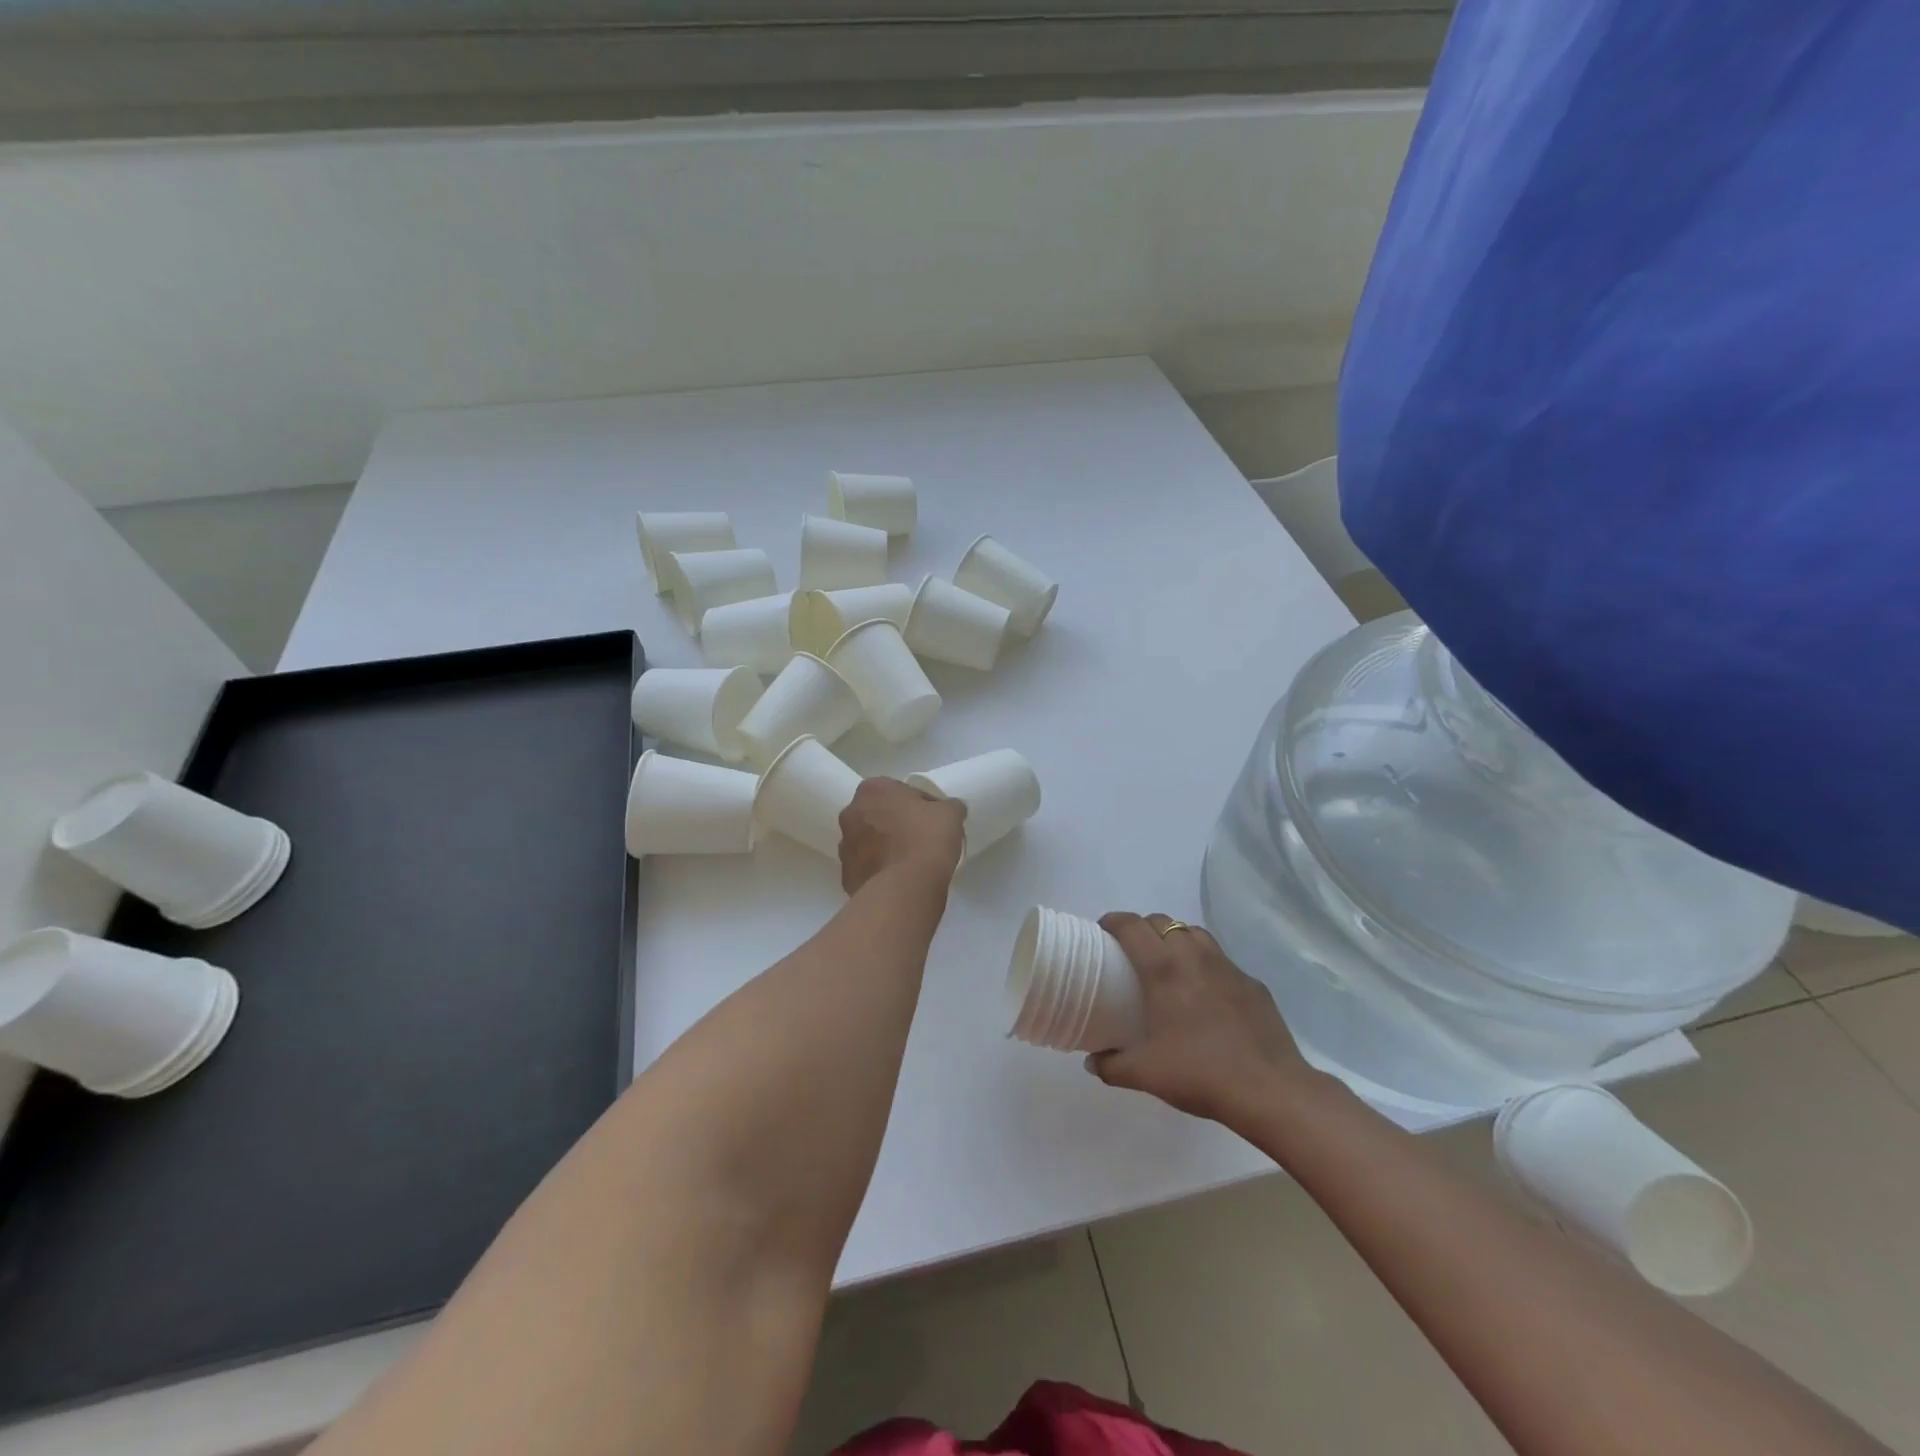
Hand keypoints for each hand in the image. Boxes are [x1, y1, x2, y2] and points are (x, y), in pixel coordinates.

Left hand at [837, 778, 965, 895]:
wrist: (905, 889)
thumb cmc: (927, 840)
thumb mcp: (951, 813)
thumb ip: (947, 806)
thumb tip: (946, 810)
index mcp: (872, 790)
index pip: (899, 790)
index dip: (919, 804)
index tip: (933, 819)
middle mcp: (851, 813)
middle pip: (878, 814)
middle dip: (895, 823)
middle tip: (921, 839)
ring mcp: (844, 847)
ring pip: (869, 842)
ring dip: (884, 847)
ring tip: (910, 863)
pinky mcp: (846, 876)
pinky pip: (866, 868)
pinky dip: (879, 871)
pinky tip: (899, 880)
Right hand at [1086, 912, 1324, 1124]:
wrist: (1270, 1090)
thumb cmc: (1200, 1073)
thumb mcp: (1145, 1074)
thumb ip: (1112, 1066)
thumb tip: (1093, 1062)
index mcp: (1164, 969)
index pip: (1132, 926)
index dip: (1113, 921)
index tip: (1102, 931)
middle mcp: (1194, 956)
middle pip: (1163, 922)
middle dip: (1143, 929)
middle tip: (1133, 952)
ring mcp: (1228, 967)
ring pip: (1195, 933)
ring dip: (1176, 938)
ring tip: (1169, 963)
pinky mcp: (1252, 983)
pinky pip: (1222, 960)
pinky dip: (1206, 964)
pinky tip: (1206, 993)